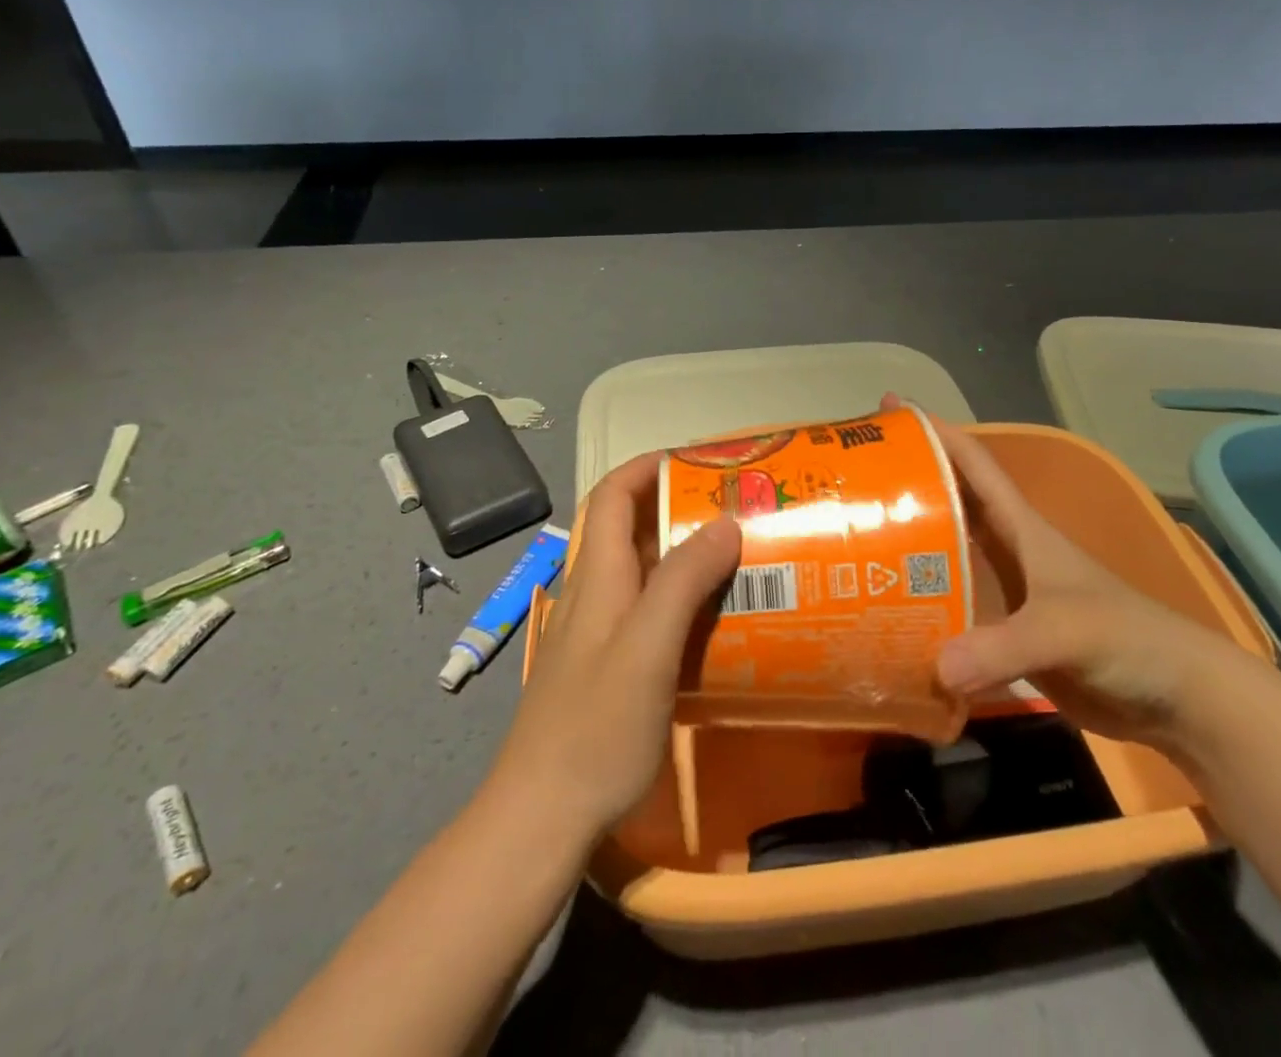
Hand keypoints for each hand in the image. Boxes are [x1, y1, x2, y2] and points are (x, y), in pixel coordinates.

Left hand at [490, 453, 740, 841]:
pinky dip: (682, 599)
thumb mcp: (647, 648)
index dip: (648, 466)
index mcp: (598, 577)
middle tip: (739, 510)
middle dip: (680, 508)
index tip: (700, 462)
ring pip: (643, 572)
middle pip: (632, 529)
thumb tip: (725, 521)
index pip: (613, 495)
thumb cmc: (595, 728)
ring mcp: (598, 634)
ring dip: (686, 554)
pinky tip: (715, 622)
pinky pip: (648, 612)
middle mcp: (594, 594)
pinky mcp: (607, 668)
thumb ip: (683, 581)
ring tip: (740, 558)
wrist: (540, 818)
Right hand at [889, 394, 1243, 744]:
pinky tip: (887, 613)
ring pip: (946, 555)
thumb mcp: (1065, 631)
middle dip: (908, 482)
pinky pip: (952, 607)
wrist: (1173, 696)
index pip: (975, 465)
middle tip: (854, 475)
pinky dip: (922, 605)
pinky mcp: (1005, 633)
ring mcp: (1007, 593)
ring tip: (854, 538)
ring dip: (908, 544)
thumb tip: (935, 667)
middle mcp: (1008, 551)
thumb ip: (1002, 647)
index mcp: (1022, 528)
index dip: (938, 433)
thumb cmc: (1125, 639)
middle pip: (950, 503)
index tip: (892, 409)